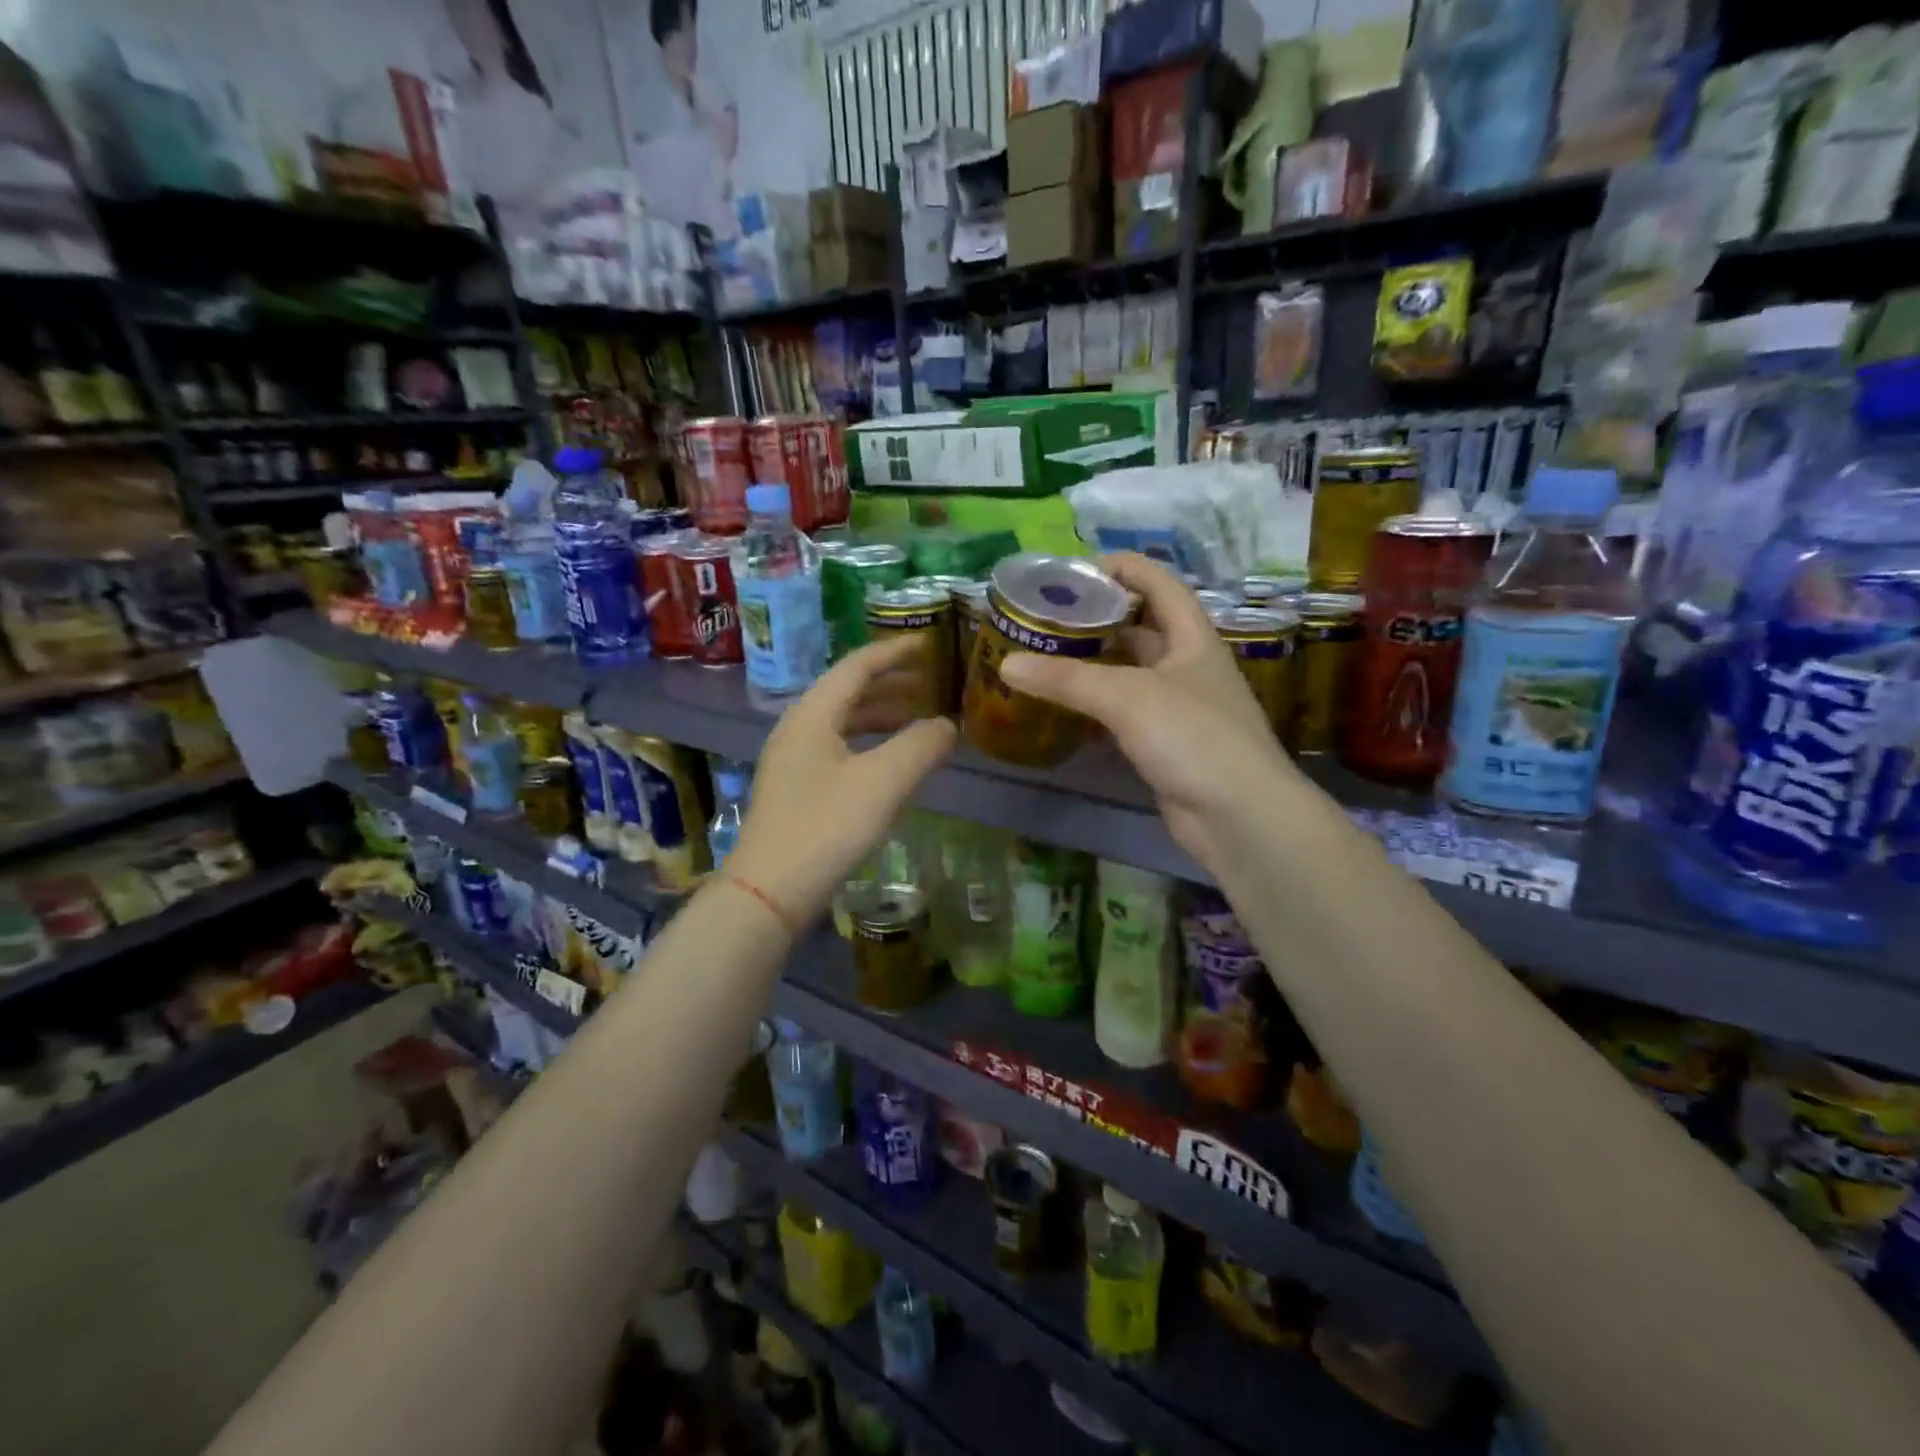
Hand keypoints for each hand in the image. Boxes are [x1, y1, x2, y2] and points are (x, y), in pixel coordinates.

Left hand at [726, 638, 956, 922]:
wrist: (769, 891)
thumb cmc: (826, 827)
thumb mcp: (883, 782)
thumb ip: (921, 746)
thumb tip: (948, 725)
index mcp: (813, 714)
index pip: (857, 666)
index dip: (894, 653)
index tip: (928, 644)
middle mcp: (798, 729)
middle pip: (848, 692)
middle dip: (890, 684)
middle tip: (930, 683)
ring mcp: (793, 761)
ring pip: (842, 723)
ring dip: (880, 716)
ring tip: (916, 721)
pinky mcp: (796, 790)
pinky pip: (838, 749)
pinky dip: (869, 744)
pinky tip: (888, 764)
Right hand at [997, 553, 1295, 875]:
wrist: (1239, 816)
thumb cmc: (1193, 737)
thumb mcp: (1127, 697)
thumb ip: (1067, 679)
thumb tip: (1007, 664)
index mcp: (1192, 637)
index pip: (1159, 583)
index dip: (1122, 568)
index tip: (1075, 571)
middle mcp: (1189, 665)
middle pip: (1142, 627)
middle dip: (1099, 619)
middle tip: (1048, 618)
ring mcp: (1180, 707)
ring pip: (1131, 673)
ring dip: (1095, 665)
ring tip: (1047, 658)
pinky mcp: (1167, 744)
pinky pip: (1126, 713)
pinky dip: (1098, 708)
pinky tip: (1066, 711)